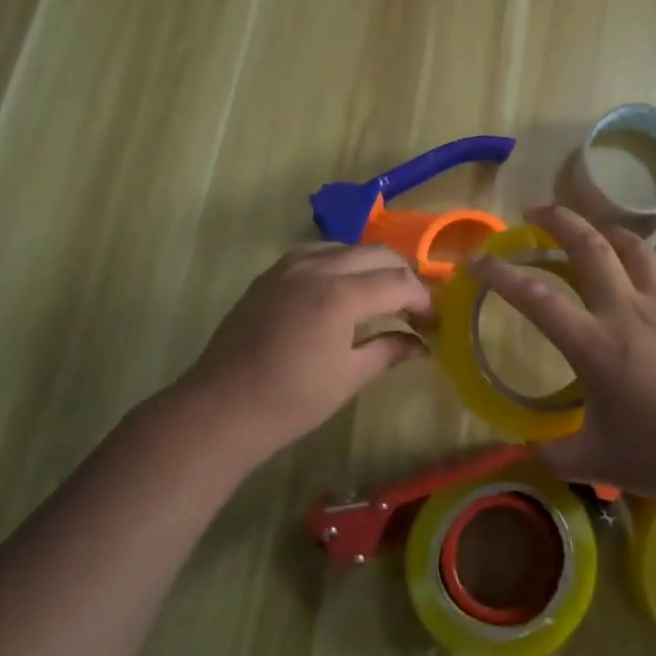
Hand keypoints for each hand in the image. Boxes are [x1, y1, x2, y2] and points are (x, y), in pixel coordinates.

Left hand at [183, 243, 432, 464]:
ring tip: (382, 297)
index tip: (434, 321)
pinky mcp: (271, 273)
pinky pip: (318, 253)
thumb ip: (388, 350)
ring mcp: (290, 266)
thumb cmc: (290, 401)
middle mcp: (317, 267)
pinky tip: (343, 290)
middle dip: (403, 276)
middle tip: (414, 308)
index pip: (398, 281)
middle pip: (377, 254)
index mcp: (340, 294)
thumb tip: (420, 343)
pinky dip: (341, 264)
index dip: (423, 299)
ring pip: (347, 247)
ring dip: (372, 266)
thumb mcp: (348, 377)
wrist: (221, 408)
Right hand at [469, 205, 655, 503]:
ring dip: (602, 228)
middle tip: (534, 212)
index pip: (537, 297)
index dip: (500, 274)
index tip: (477, 261)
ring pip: (631, 245)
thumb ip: (553, 453)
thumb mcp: (598, 462)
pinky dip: (641, 255)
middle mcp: (625, 311)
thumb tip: (526, 447)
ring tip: (586, 227)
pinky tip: (636, 262)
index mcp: (595, 344)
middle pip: (589, 244)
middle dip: (557, 219)